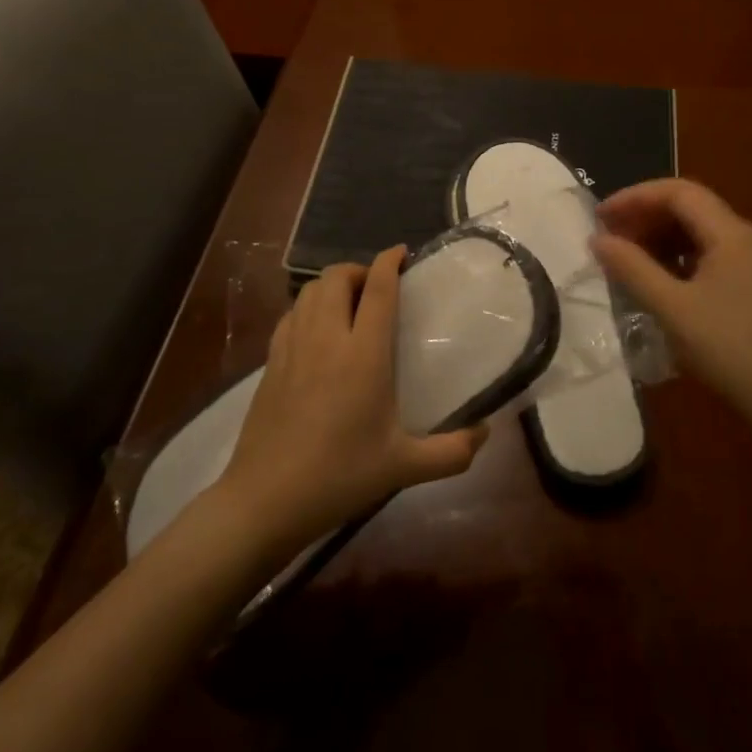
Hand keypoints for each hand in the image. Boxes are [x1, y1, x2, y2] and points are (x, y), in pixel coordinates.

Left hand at [213, 248, 488, 558]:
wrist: (265, 500)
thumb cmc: (339, 477)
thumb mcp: (403, 468)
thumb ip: (451, 452)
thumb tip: (486, 434)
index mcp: (364, 355)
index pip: (378, 289)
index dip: (389, 261)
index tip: (402, 252)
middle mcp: (327, 338)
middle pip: (337, 276)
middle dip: (359, 270)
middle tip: (378, 288)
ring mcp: (293, 347)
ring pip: (310, 290)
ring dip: (332, 285)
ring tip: (350, 305)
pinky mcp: (270, 361)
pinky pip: (291, 314)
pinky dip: (308, 307)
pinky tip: (318, 331)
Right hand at [591, 179, 751, 431]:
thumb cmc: (729, 350)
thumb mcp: (672, 309)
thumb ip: (632, 268)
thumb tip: (597, 239)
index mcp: (731, 233)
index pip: (677, 192)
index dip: (635, 197)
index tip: (601, 217)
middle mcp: (747, 238)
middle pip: (690, 207)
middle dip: (646, 216)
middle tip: (611, 238)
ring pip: (700, 232)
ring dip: (661, 237)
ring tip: (629, 259)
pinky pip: (711, 255)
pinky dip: (679, 257)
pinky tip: (661, 282)